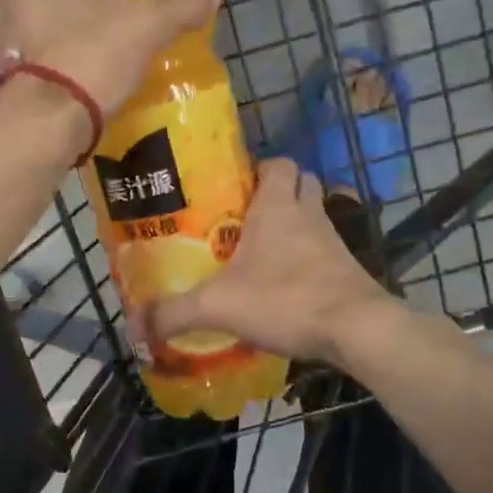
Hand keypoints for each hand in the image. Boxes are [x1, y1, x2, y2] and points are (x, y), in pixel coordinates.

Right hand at [145, 159, 393, 365]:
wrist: (356, 330)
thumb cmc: (285, 300)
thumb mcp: (218, 307)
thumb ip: (174, 313)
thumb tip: (135, 327)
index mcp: (277, 207)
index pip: (278, 163)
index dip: (259, 167)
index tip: (235, 186)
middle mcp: (308, 215)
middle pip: (301, 183)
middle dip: (278, 192)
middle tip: (245, 216)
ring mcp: (333, 242)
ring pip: (314, 216)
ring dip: (294, 225)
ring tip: (261, 251)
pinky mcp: (347, 270)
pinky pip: (325, 251)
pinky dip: (308, 259)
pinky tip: (286, 285)